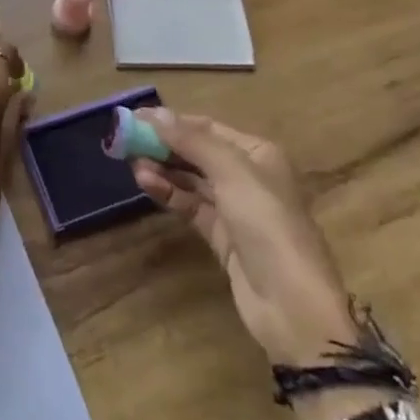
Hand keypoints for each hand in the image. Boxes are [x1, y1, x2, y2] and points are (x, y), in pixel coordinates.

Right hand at [130, 109, 360, 366]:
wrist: (293, 306)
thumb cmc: (268, 224)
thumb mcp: (232, 173)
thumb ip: (192, 141)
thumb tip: (154, 113)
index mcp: (257, 153)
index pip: (207, 128)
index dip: (172, 121)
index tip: (134, 116)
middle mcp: (247, 176)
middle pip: (198, 152)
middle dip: (164, 145)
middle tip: (126, 140)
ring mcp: (235, 209)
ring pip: (191, 180)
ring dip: (163, 168)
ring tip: (130, 162)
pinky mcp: (222, 237)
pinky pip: (190, 206)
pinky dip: (169, 193)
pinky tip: (146, 183)